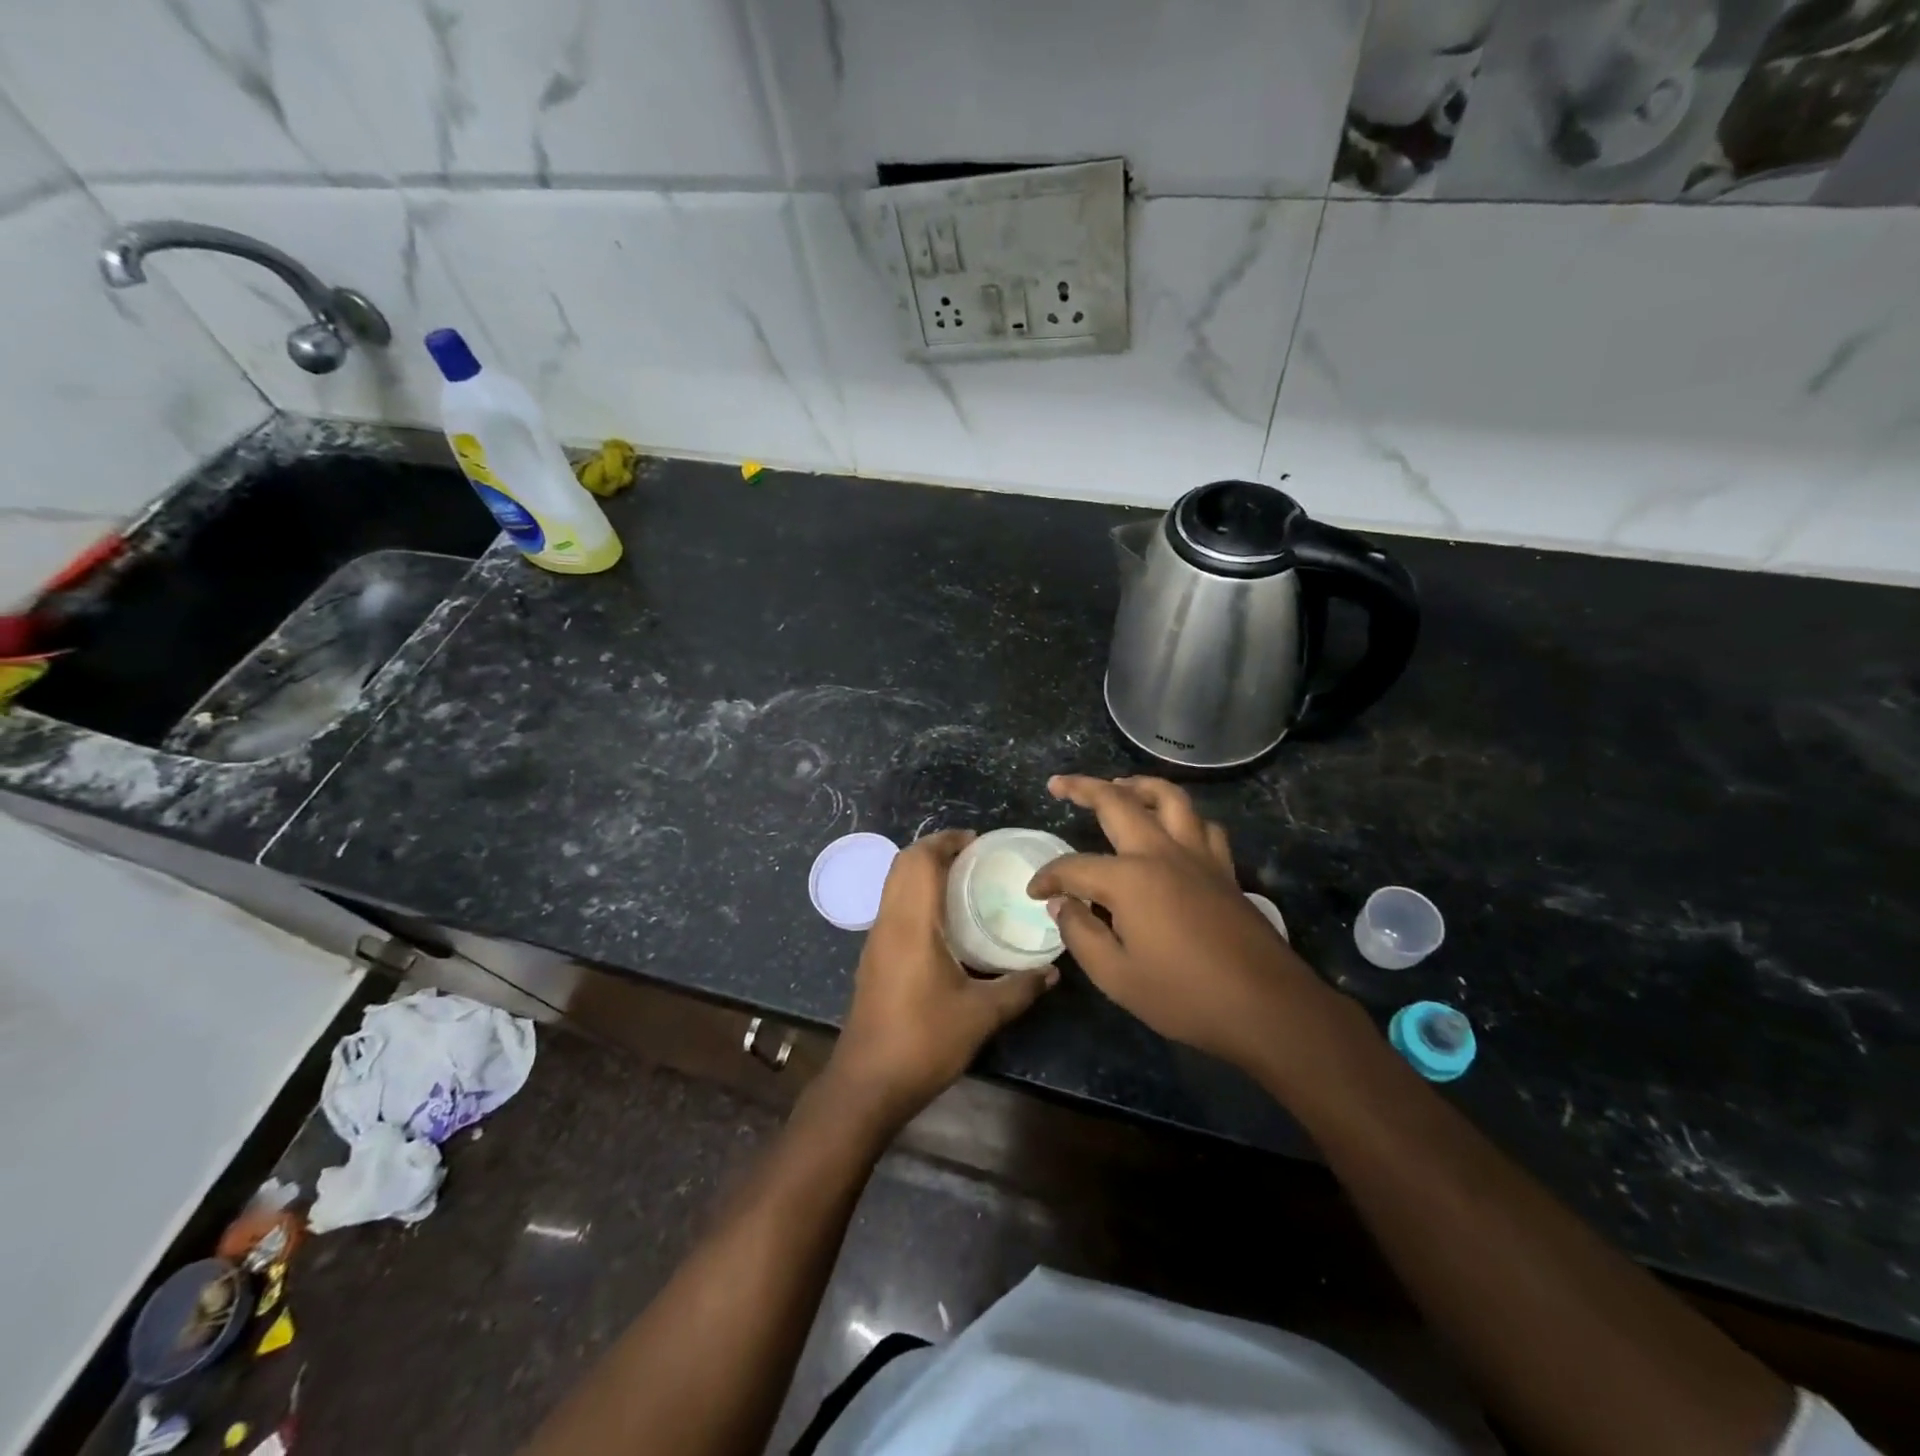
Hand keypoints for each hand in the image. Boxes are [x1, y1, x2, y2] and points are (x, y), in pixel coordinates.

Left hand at [829, 829, 1057, 1127]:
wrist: (867, 1083)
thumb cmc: (924, 1041)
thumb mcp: (981, 1015)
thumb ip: (1019, 987)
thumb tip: (1052, 970)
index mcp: (911, 923)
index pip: (919, 860)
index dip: (945, 841)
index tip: (977, 842)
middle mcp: (888, 922)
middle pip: (902, 864)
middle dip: (935, 850)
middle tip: (974, 857)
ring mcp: (876, 940)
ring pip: (894, 885)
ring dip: (923, 872)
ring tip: (964, 881)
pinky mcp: (874, 958)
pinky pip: (893, 906)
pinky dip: (916, 895)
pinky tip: (945, 920)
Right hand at [1027, 775, 1338, 1071]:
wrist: (1267, 1007)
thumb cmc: (1185, 995)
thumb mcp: (1117, 977)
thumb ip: (1081, 935)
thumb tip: (1063, 904)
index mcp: (1129, 879)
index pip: (1074, 867)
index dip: (1049, 878)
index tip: (1035, 893)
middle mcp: (1162, 853)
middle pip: (1118, 803)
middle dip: (1083, 788)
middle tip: (1060, 784)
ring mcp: (1198, 856)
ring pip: (1169, 798)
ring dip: (1139, 786)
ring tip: (1120, 786)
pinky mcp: (1225, 869)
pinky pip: (1203, 825)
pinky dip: (1183, 816)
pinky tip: (1174, 827)